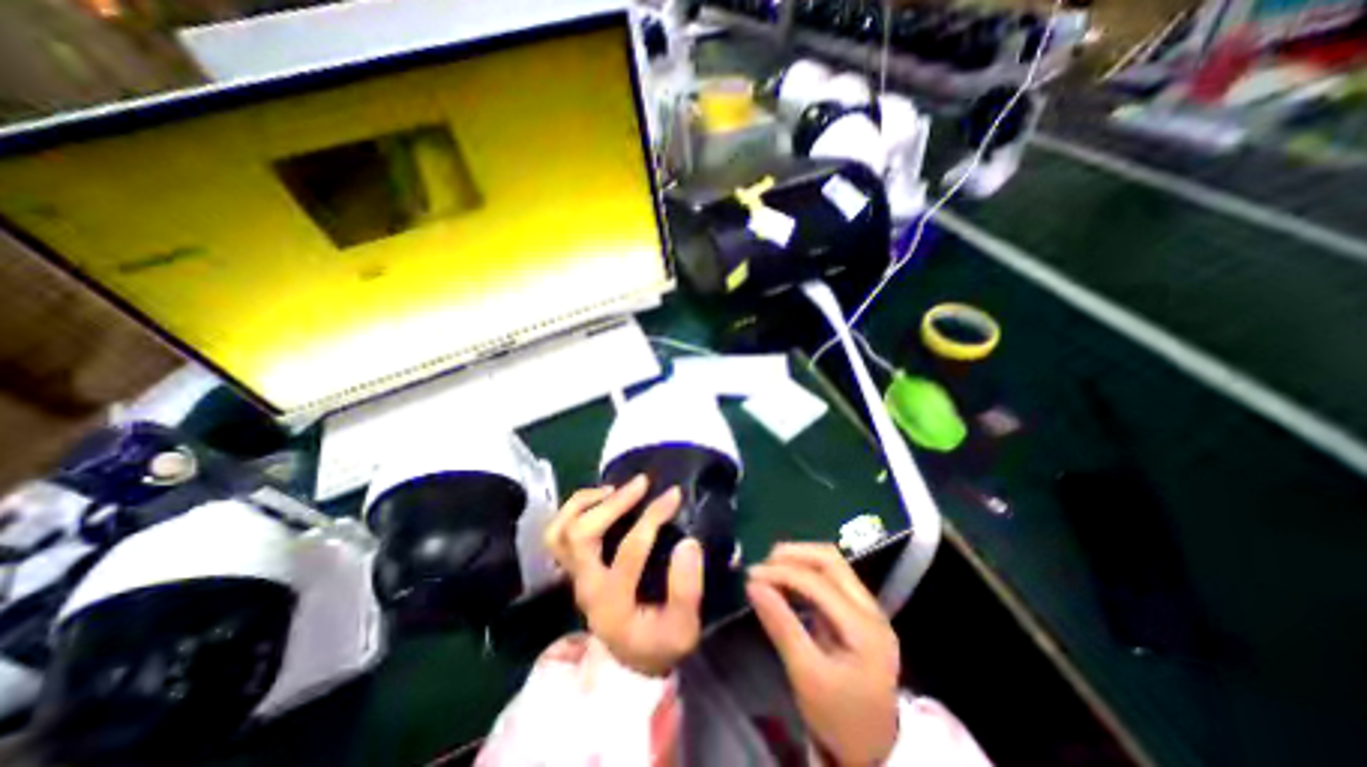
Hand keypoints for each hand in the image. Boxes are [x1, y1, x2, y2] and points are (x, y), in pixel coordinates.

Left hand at [544, 475, 704, 673]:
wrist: (632, 661)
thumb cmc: (660, 643)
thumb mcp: (684, 628)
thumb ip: (687, 589)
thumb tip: (688, 543)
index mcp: (613, 603)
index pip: (629, 551)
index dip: (652, 517)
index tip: (674, 495)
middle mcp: (586, 586)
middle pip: (581, 535)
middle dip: (613, 504)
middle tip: (642, 483)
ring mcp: (575, 576)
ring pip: (560, 532)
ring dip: (585, 503)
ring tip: (615, 488)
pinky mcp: (576, 567)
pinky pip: (560, 533)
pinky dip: (575, 509)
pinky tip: (601, 498)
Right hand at [745, 545, 897, 766]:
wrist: (875, 752)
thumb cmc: (839, 719)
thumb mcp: (807, 676)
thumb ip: (781, 625)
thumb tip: (752, 585)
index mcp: (864, 627)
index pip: (819, 582)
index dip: (782, 572)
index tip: (751, 575)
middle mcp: (871, 608)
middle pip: (831, 560)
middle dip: (793, 555)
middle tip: (763, 564)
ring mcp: (868, 608)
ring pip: (832, 564)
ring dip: (799, 560)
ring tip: (770, 570)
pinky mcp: (859, 612)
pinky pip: (830, 578)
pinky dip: (805, 573)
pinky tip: (786, 584)